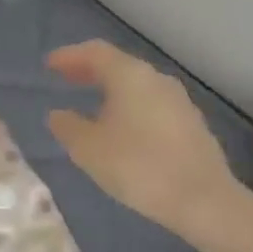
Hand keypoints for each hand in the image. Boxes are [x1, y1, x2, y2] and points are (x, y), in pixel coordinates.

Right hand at [46, 41, 252, 251]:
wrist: (203, 199)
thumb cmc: (138, 166)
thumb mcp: (89, 149)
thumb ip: (68, 127)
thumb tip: (58, 114)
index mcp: (129, 75)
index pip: (95, 52)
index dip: (69, 56)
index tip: (49, 64)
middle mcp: (156, 79)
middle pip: (118, 65)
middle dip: (89, 70)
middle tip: (66, 78)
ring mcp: (179, 101)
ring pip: (137, 85)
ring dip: (112, 89)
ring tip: (92, 104)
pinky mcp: (191, 124)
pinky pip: (152, 104)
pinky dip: (131, 107)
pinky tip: (124, 128)